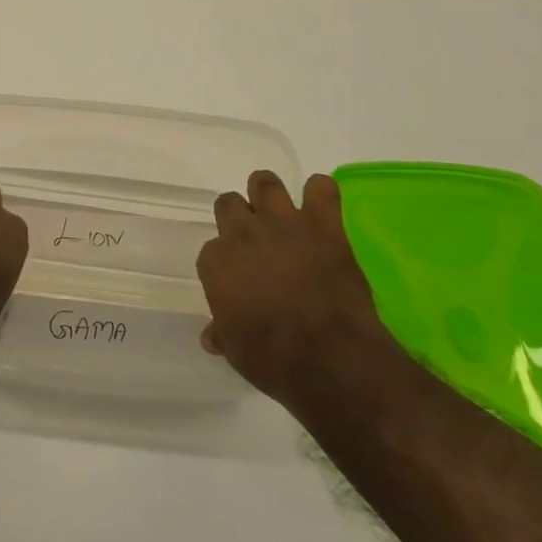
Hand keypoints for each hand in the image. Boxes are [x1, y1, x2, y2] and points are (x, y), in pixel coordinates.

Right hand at [196, 171, 394, 413]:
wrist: (330, 359)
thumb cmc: (273, 359)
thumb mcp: (235, 351)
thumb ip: (222, 332)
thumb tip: (211, 336)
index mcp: (217, 262)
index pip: (212, 250)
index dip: (225, 263)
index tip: (238, 278)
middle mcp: (243, 233)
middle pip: (229, 203)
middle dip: (240, 217)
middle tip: (256, 239)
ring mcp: (284, 224)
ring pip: (265, 182)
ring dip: (270, 194)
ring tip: (281, 213)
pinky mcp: (324, 225)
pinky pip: (322, 188)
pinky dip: (321, 194)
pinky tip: (322, 209)